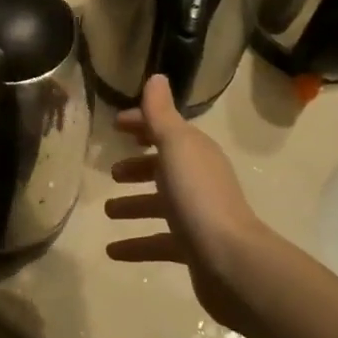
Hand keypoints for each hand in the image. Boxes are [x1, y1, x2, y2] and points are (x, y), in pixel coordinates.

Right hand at [103, 76, 276, 329]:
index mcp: (194, 152)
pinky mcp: (192, 249)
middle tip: (112, 172)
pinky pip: (158, 242)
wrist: (230, 260)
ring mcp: (196, 216)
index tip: (115, 125)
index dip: (141, 124)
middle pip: (164, 167)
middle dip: (138, 167)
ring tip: (107, 211)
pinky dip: (136, 244)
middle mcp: (198, 179)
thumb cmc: (198, 196)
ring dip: (133, 206)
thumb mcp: (175, 146)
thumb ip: (161, 113)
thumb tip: (156, 77)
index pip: (165, 129)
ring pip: (159, 205)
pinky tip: (112, 250)